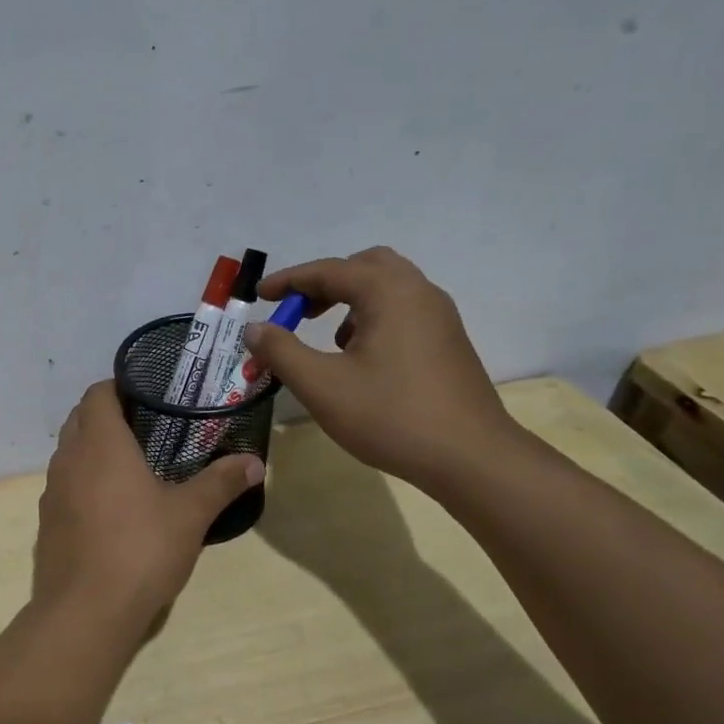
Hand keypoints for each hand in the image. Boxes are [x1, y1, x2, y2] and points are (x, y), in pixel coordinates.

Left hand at [33, 382, 263, 630]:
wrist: (86, 611)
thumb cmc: (141, 549)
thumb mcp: (190, 515)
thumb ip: (221, 482)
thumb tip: (254, 462)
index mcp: (100, 444)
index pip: (98, 393)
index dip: (119, 386)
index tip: (147, 394)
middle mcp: (68, 459)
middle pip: (79, 419)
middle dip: (106, 415)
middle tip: (146, 427)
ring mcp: (51, 492)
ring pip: (69, 453)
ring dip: (92, 449)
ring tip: (130, 465)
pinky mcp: (46, 522)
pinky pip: (64, 486)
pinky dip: (83, 482)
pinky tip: (110, 508)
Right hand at [244, 247, 517, 488]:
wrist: (469, 457)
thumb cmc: (390, 416)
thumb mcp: (322, 385)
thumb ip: (281, 351)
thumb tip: (254, 328)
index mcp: (389, 292)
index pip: (328, 271)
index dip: (288, 281)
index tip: (259, 296)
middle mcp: (418, 292)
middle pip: (364, 266)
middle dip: (324, 283)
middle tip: (296, 311)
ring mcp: (439, 317)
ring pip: (387, 288)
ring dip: (349, 301)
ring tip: (327, 339)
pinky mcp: (447, 342)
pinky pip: (403, 311)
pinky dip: (373, 318)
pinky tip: (360, 359)